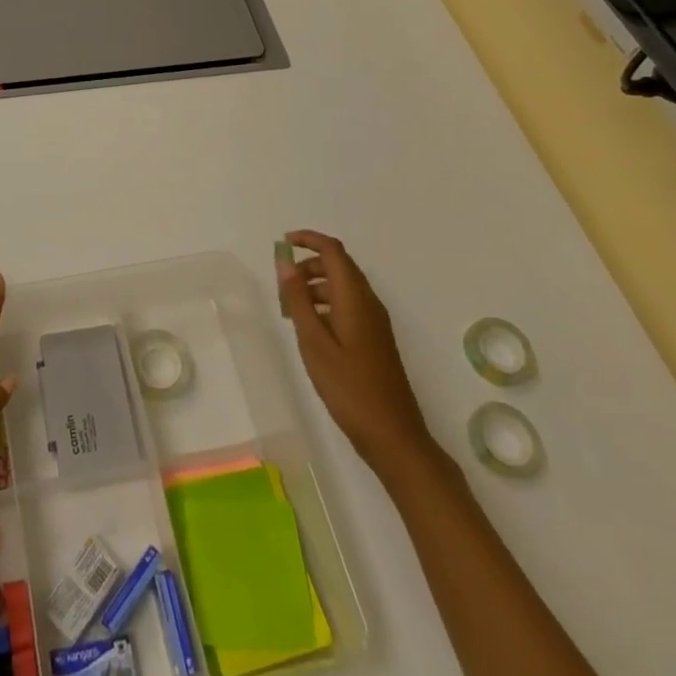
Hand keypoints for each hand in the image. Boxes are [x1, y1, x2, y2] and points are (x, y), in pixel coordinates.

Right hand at [278, 230, 440, 481]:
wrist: (393, 436)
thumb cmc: (349, 388)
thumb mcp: (314, 342)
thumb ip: (298, 299)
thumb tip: (285, 262)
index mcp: (355, 298)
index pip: (333, 251)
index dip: (308, 239)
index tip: (283, 243)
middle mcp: (369, 303)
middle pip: (339, 266)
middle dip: (309, 264)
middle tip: (282, 283)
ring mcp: (375, 322)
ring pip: (344, 287)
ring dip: (316, 285)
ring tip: (291, 308)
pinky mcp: (375, 340)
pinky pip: (349, 306)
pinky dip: (327, 304)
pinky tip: (312, 329)